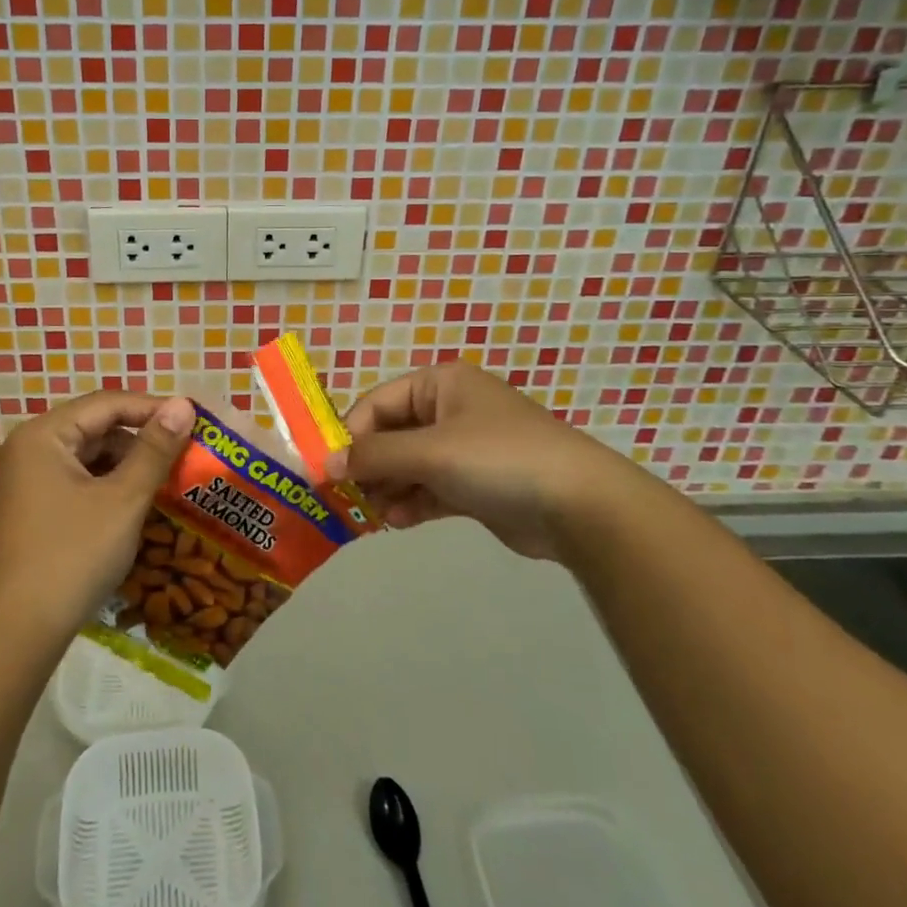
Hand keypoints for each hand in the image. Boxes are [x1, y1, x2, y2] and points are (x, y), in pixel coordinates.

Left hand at [0, 391, 195, 641]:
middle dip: (138, 439)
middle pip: (92, 428)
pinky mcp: (24, 509)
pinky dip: (102, 487)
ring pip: (83, 457)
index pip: (105, 404)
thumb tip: (183, 405)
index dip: (152, 408)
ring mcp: (20, 481)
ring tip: (164, 481)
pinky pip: (71, 481)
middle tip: (182, 453)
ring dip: (123, 465)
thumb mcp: (123, 499)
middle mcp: (24, 449)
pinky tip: (131, 506)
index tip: (192, 420)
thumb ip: (155, 449)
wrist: (14, 632)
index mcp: (41, 435)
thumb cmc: (72, 556)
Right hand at [325, 362, 651, 562]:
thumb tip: (326, 463)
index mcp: (441, 384)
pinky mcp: (476, 484)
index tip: (327, 469)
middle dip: (369, 466)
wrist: (580, 506)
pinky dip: (412, 503)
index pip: (378, 403)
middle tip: (344, 497)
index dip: (350, 434)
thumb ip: (375, 456)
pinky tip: (397, 522)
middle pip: (391, 435)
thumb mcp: (430, 452)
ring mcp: (465, 448)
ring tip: (372, 514)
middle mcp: (451, 409)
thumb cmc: (499, 459)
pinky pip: (430, 488)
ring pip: (409, 465)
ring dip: (388, 488)